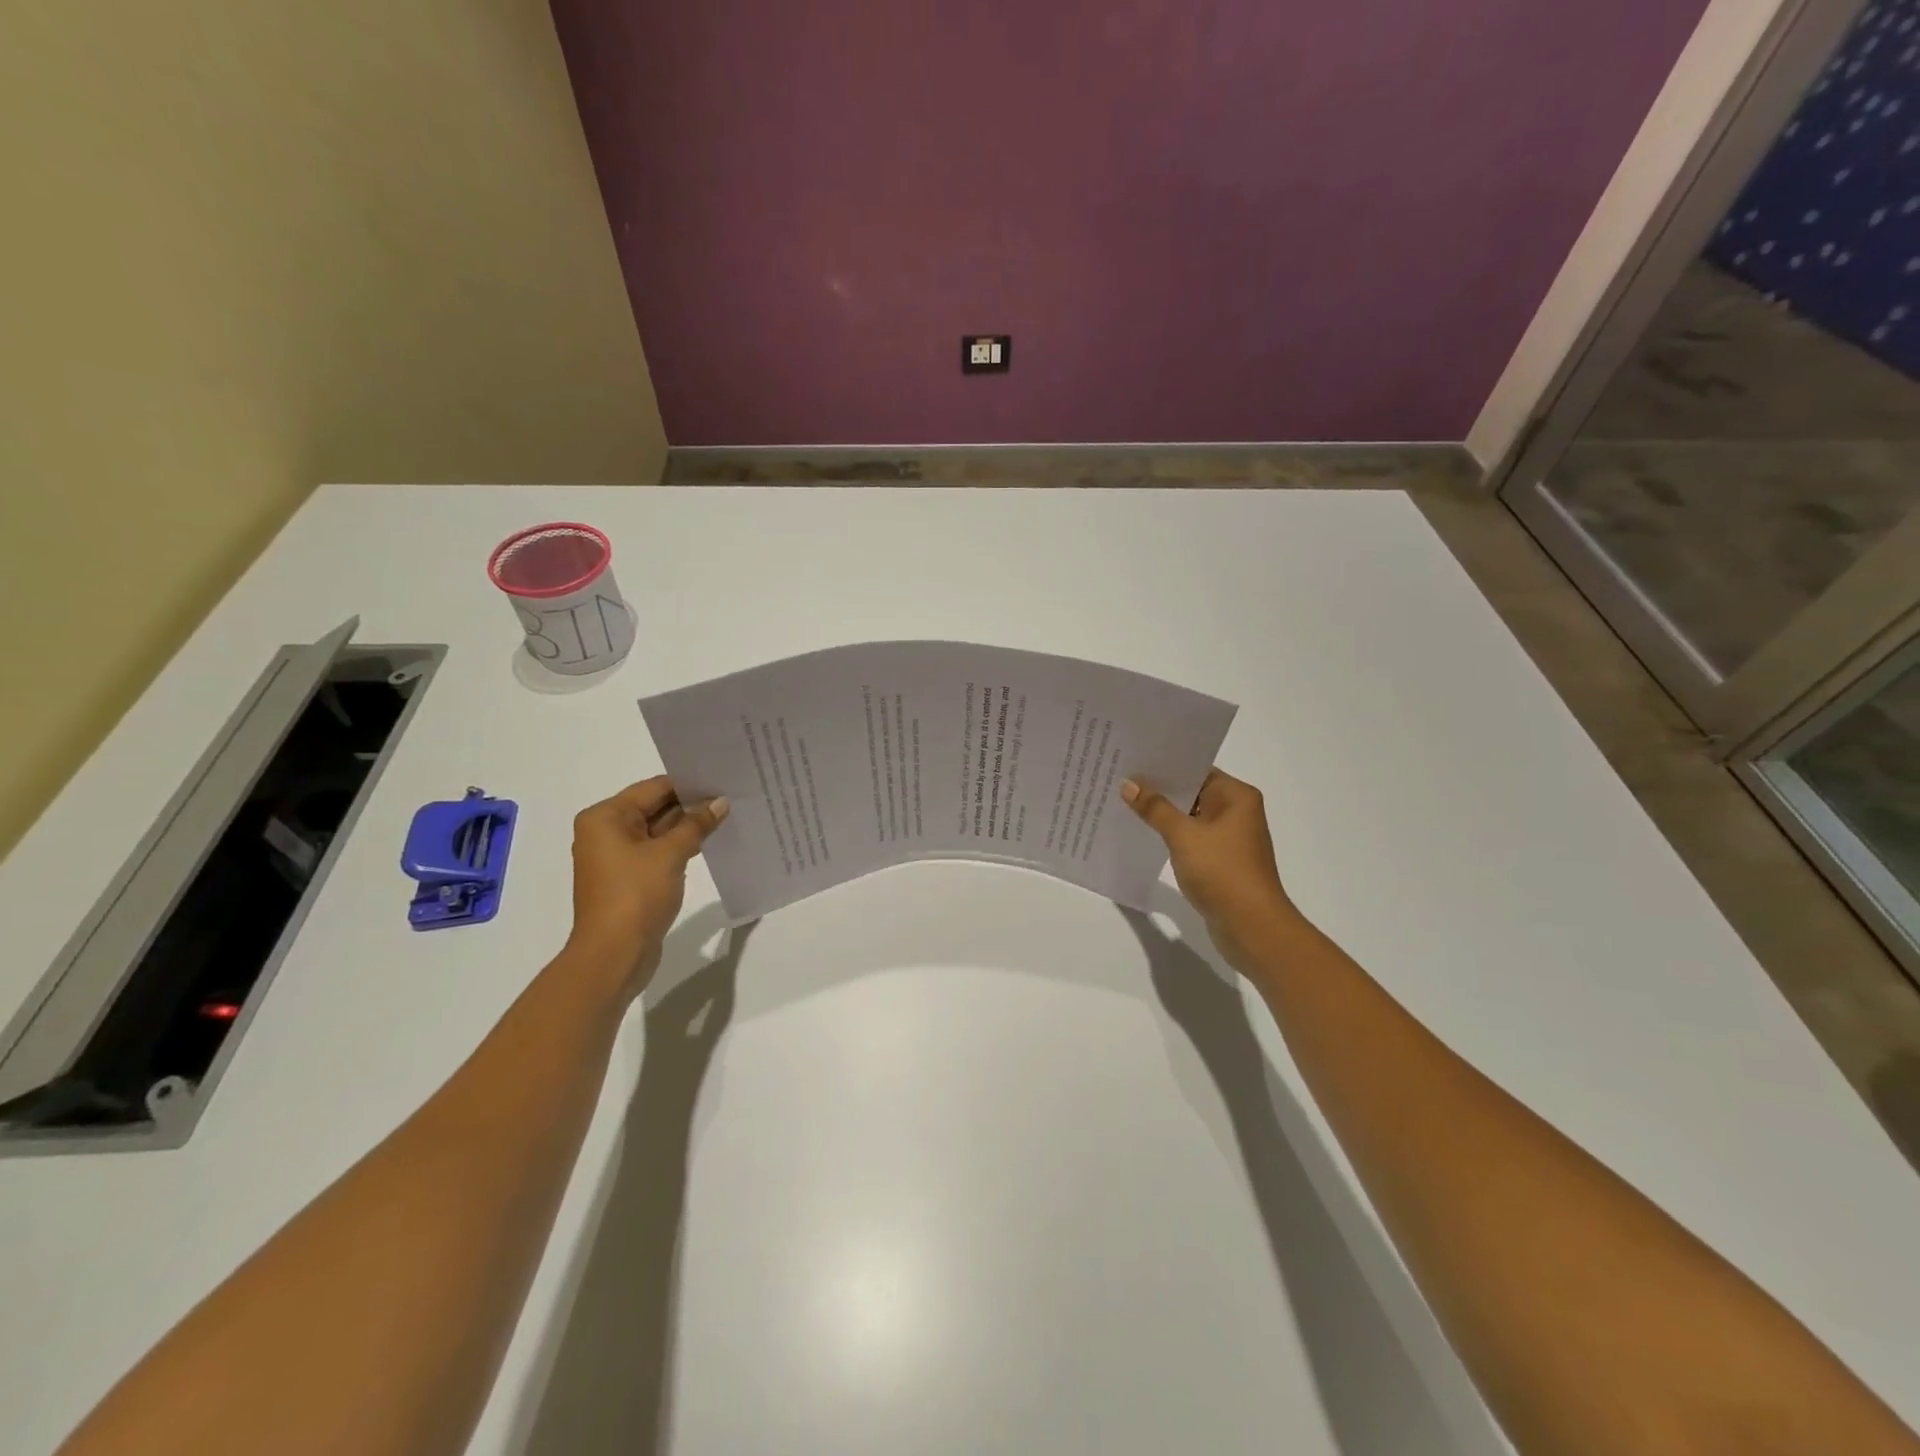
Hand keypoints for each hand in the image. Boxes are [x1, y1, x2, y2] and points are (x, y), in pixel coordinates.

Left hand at [565, 777, 729, 990]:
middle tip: (731, 796)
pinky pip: (657, 852)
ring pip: (658, 831)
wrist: (613, 955)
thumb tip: (720, 802)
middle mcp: (606, 832)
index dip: (689, 784)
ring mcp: (616, 857)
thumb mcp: (670, 854)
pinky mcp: (628, 878)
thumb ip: (696, 824)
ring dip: (688, 827)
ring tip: (727, 816)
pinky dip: (680, 847)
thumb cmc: (635, 896)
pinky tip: (708, 843)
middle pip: (654, 807)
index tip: (722, 779)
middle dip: (691, 805)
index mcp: (606, 817)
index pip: (654, 788)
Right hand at [1122, 768, 1299, 967]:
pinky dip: (1171, 835)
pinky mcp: (1221, 861)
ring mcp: (1230, 838)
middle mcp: (1237, 812)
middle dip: (1159, 789)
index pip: (1197, 769)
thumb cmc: (1222, 871)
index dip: (1165, 765)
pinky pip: (1191, 838)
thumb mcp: (1183, 835)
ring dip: (1163, 814)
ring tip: (1125, 802)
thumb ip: (1155, 808)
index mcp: (1236, 796)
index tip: (1133, 759)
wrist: (1251, 926)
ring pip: (1190, 817)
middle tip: (1121, 778)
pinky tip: (1144, 833)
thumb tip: (1129, 784)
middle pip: (1193, 792)